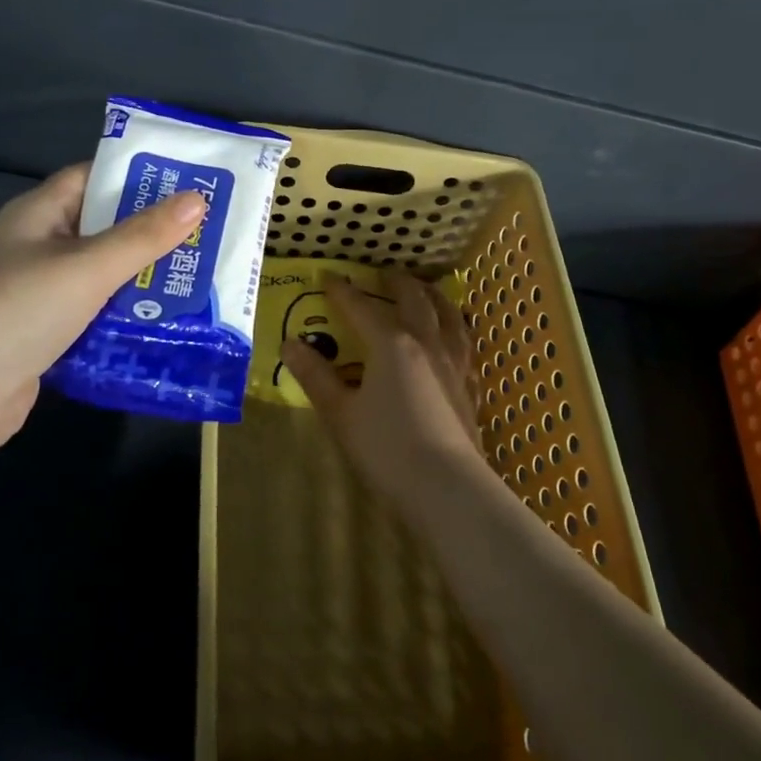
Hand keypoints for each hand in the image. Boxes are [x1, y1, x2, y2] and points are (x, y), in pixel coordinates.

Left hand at [0, 164, 205, 460]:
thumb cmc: (16, 310)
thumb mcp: (87, 267)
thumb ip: (143, 236)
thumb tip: (198, 199)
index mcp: (37, 215)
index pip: (91, 178)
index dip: (136, 176)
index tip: (188, 182)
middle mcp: (35, 248)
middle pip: (101, 229)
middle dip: (150, 233)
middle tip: (207, 235)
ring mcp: (35, 295)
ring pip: (99, 277)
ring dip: (140, 280)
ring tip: (198, 279)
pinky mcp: (41, 337)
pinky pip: (91, 316)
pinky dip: (122, 318)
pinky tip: (162, 324)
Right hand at [280, 268, 486, 511]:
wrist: (447, 487)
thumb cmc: (387, 449)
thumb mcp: (341, 414)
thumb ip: (316, 377)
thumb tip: (290, 345)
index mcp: (391, 344)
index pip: (361, 308)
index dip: (342, 291)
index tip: (328, 277)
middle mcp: (427, 343)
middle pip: (414, 299)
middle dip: (396, 282)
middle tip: (384, 274)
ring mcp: (454, 362)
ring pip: (448, 314)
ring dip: (434, 296)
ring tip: (427, 291)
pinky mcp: (470, 385)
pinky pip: (465, 343)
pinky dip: (456, 328)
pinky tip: (455, 337)